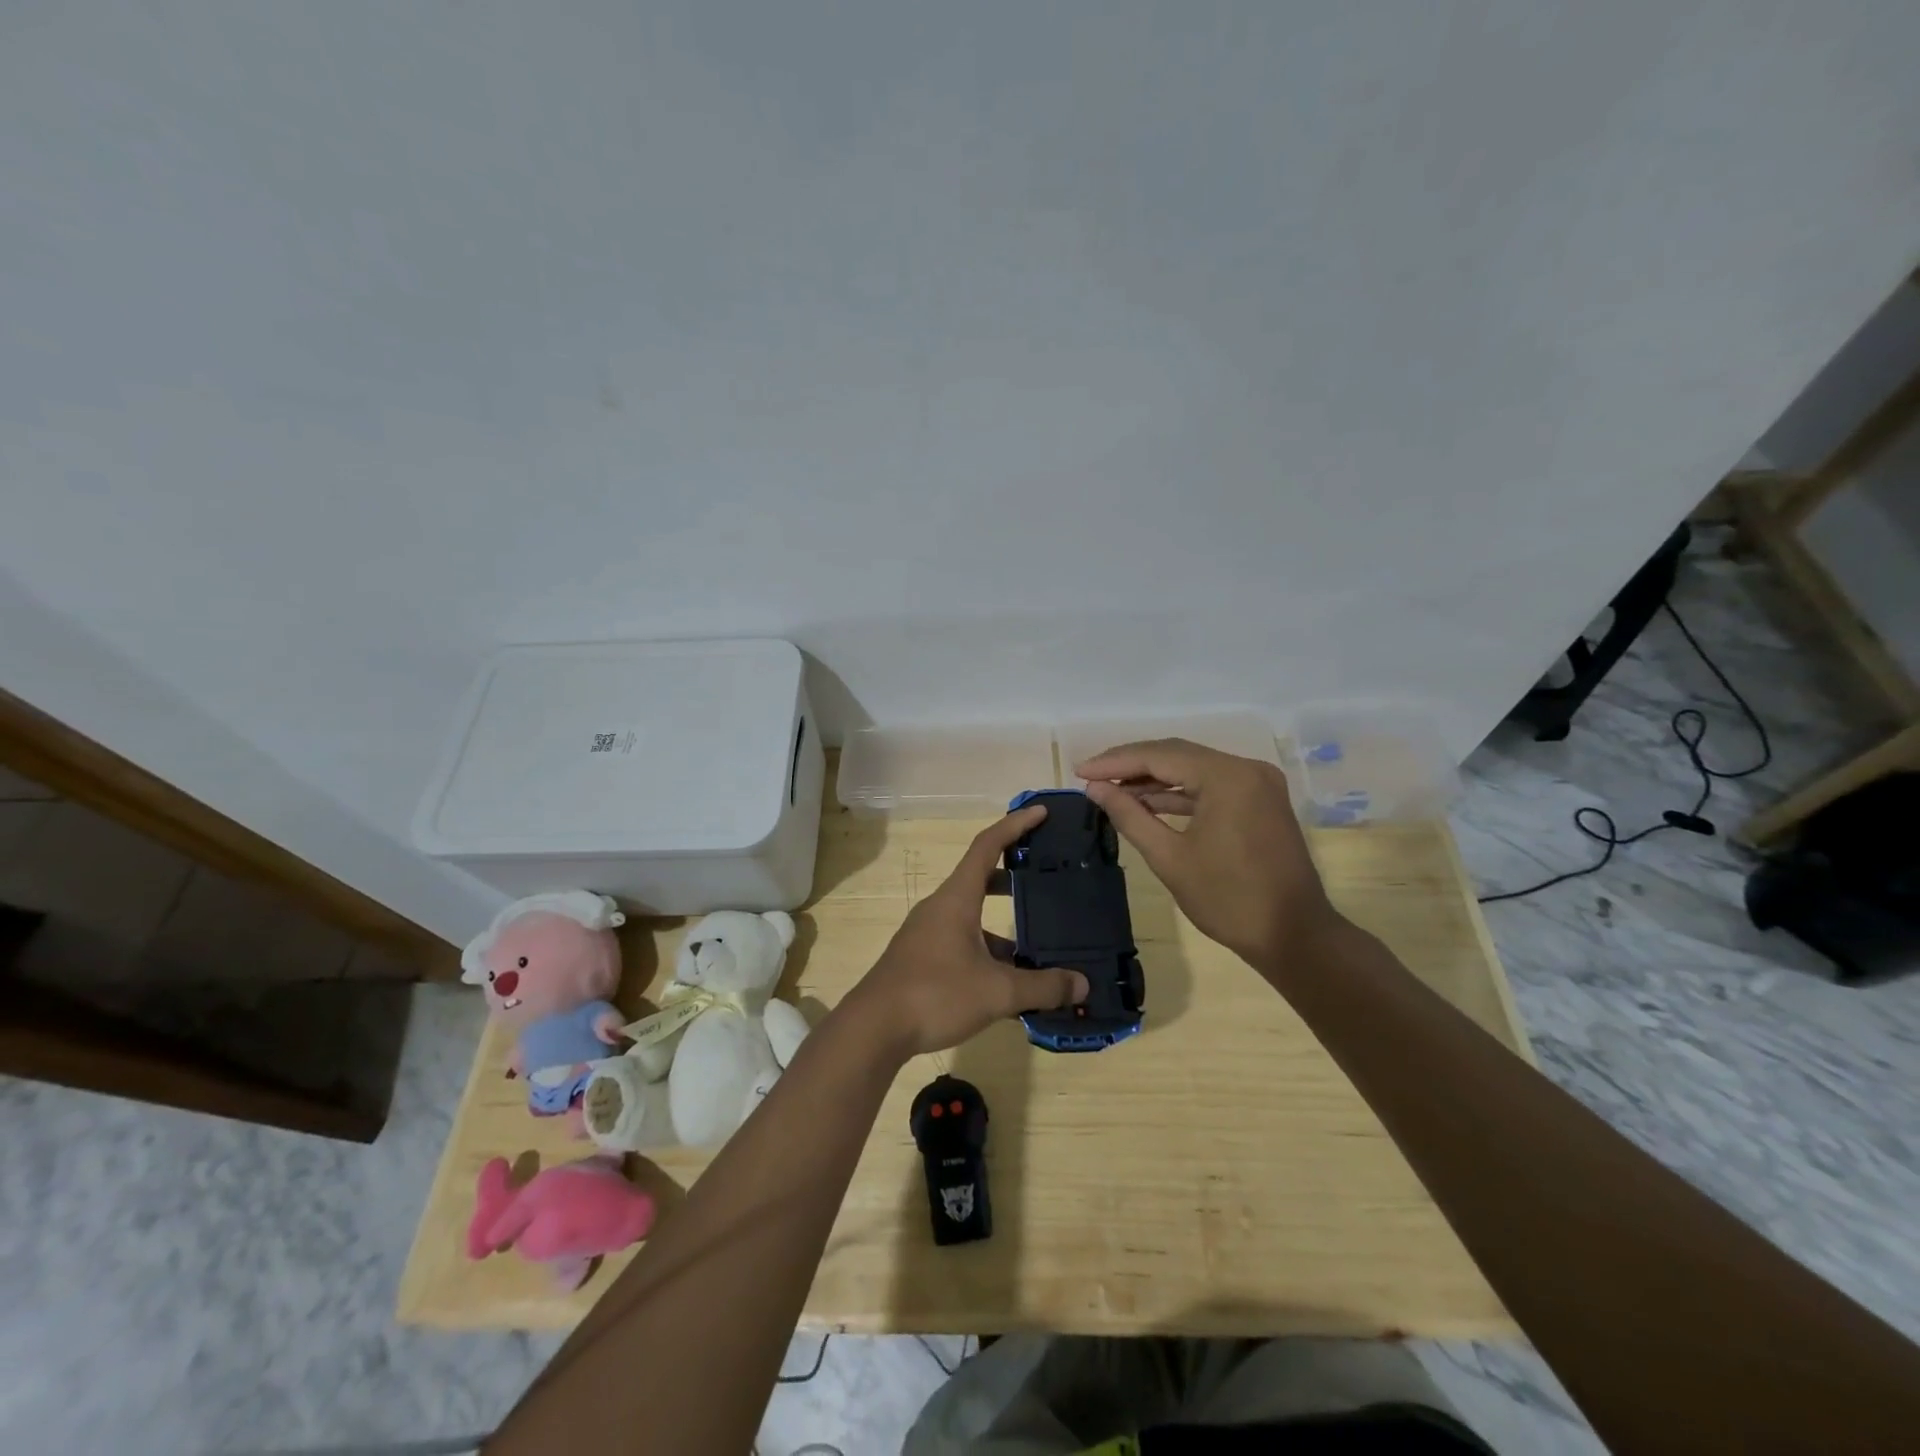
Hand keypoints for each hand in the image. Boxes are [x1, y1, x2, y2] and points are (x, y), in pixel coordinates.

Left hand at [844, 805, 1088, 1058]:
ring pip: (972, 916)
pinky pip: (962, 941)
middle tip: (1046, 878)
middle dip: (1014, 875)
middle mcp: (941, 907)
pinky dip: (988, 951)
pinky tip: (1008, 982)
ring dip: (1003, 924)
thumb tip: (1082, 984)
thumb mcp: (997, 991)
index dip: (1015, 825)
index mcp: (957, 898)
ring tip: (1039, 945)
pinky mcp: (921, 958)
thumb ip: (1042, 987)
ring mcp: (927, 933)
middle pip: (980, 877)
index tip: (1041, 812)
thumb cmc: (935, 994)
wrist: (873, 1028)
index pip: (987, 845)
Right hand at [1077, 738, 1340, 971]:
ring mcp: (1257, 783)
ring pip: (1193, 769)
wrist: (1294, 936)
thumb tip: (1095, 788)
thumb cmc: (1228, 900)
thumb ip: (1130, 815)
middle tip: (1091, 776)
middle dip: (1132, 765)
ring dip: (1154, 779)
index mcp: (1227, 777)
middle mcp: (1246, 768)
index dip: (1115, 762)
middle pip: (1177, 755)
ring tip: (1112, 790)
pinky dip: (1180, 793)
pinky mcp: (1260, 801)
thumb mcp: (1169, 858)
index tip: (1079, 771)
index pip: (1159, 756)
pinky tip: (1147, 802)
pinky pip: (1211, 786)